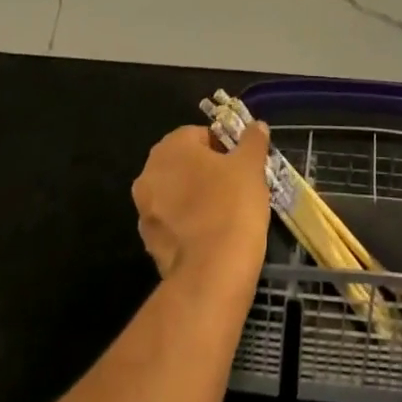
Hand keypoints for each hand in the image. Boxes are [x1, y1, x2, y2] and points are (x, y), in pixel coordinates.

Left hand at [131, 122, 270, 286]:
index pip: (199, 135)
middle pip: (184, 164)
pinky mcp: (149, 245)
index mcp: (169, 149)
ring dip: (196, 198)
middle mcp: (148, 176)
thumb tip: (256, 126)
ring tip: (226, 213)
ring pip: (177, 195)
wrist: (212, 274)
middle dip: (208, 172)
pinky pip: (174, 224)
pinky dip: (190, 225)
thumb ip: (252, 140)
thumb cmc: (231, 206)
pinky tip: (213, 236)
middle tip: (236, 186)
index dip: (223, 147)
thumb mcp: (251, 165)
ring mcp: (145, 213)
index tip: (241, 165)